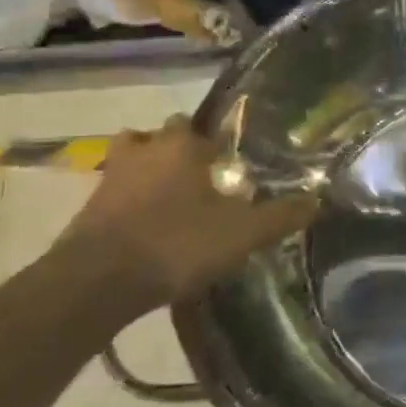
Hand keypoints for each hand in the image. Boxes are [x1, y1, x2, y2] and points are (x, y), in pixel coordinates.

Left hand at [54, 117, 318, 313]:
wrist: (99, 282)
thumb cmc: (178, 243)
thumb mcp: (243, 233)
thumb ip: (281, 215)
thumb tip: (318, 200)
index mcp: (181, 146)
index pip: (198, 125)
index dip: (214, 141)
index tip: (228, 162)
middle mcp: (143, 151)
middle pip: (158, 137)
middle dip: (176, 151)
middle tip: (200, 179)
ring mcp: (109, 179)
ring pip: (130, 161)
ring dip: (146, 173)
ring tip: (170, 200)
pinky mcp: (87, 210)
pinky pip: (113, 195)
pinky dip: (128, 204)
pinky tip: (147, 229)